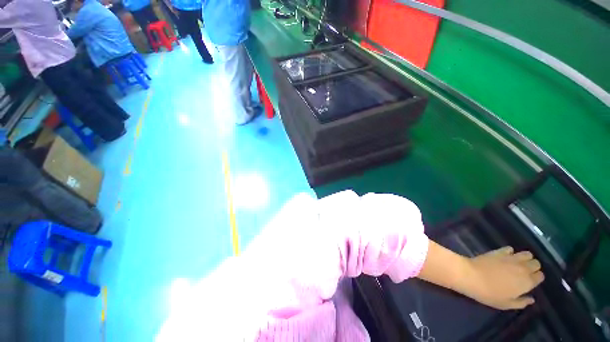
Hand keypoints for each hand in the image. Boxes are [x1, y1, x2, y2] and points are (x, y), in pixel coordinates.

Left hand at [460, 246, 544, 309]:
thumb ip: (521, 302)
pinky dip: (510, 252)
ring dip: (525, 258)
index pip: (540, 276)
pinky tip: (505, 256)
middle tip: (524, 272)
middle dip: (533, 267)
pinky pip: (510, 248)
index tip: (530, 281)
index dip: (536, 278)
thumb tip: (531, 299)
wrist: (471, 276)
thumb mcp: (506, 304)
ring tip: (517, 263)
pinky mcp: (499, 251)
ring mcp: (511, 258)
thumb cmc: (489, 294)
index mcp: (527, 282)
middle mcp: (523, 268)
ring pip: (527, 254)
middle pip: (536, 263)